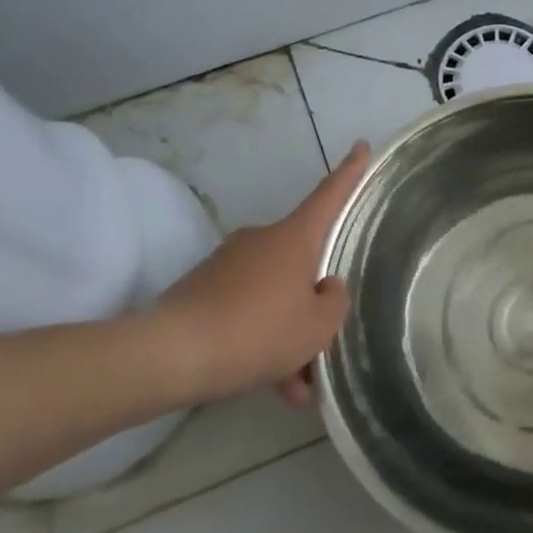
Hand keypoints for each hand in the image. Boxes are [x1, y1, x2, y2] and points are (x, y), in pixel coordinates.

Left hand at [148, 141, 369, 404]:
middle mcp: (262, 240)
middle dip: (313, 305)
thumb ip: (333, 303)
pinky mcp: (204, 289)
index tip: (361, 145)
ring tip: (295, 387)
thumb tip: (325, 287)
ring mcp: (230, 263)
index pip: (329, 196)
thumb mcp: (316, 327)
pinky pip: (246, 310)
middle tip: (321, 350)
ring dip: (287, 335)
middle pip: (302, 265)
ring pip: (274, 295)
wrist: (171, 354)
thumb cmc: (258, 331)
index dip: (350, 172)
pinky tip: (269, 385)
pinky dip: (260, 341)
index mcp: (294, 238)